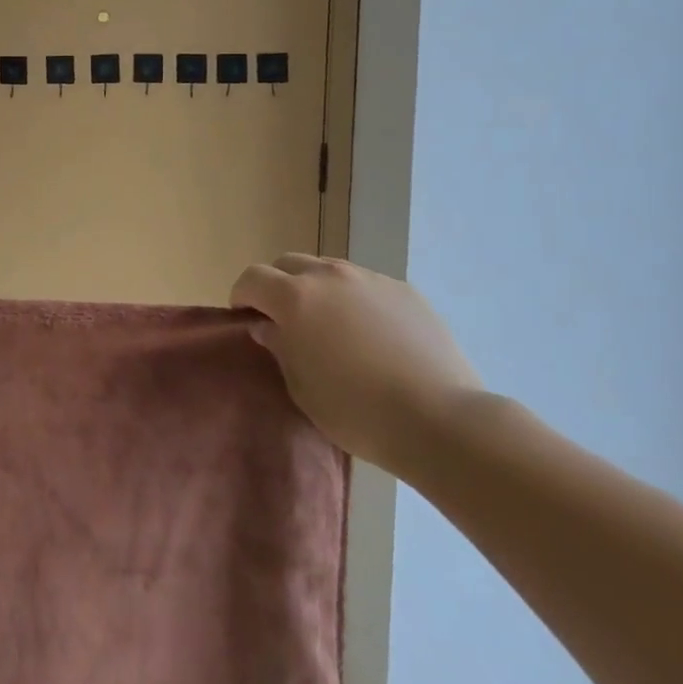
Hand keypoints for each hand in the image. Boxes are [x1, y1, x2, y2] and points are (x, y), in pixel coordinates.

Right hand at [231, 253, 482, 470]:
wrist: (439, 420)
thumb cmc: (356, 411)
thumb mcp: (301, 387)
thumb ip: (279, 347)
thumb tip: (267, 326)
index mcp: (294, 297)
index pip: (252, 278)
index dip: (243, 295)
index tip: (246, 318)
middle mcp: (329, 276)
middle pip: (288, 263)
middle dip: (278, 285)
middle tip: (286, 320)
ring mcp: (370, 279)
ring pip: (329, 270)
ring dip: (318, 289)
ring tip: (332, 326)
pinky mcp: (405, 291)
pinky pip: (366, 285)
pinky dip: (356, 300)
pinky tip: (373, 335)